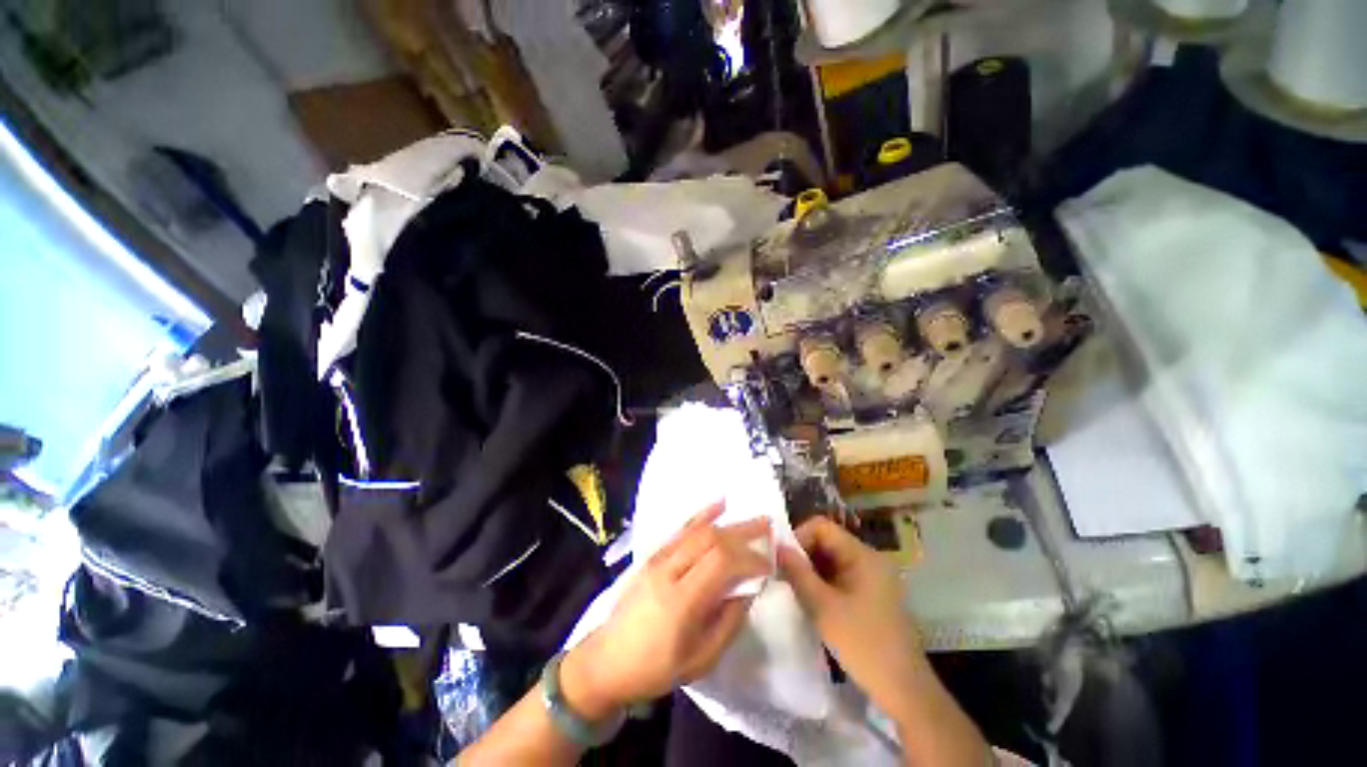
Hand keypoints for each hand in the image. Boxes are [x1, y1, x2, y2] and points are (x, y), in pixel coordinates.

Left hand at [562, 504, 769, 720]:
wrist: (607, 659)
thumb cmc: (655, 668)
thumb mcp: (700, 659)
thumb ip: (729, 622)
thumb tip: (749, 589)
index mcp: (681, 601)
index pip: (721, 563)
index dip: (748, 558)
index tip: (768, 564)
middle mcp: (668, 571)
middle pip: (711, 540)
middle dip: (743, 532)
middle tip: (769, 528)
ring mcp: (658, 559)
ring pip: (697, 531)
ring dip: (728, 523)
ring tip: (753, 518)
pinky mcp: (653, 555)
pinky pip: (680, 530)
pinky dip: (702, 515)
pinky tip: (719, 505)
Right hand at [777, 516, 927, 720]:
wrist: (904, 690)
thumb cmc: (863, 644)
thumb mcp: (823, 607)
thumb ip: (798, 572)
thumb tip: (777, 547)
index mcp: (863, 555)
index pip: (822, 527)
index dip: (798, 536)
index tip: (782, 559)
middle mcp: (869, 558)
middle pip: (827, 541)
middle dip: (803, 555)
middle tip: (783, 575)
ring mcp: (872, 576)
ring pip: (831, 559)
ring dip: (811, 570)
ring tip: (794, 588)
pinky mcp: (871, 593)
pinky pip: (840, 575)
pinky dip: (822, 582)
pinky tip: (811, 600)